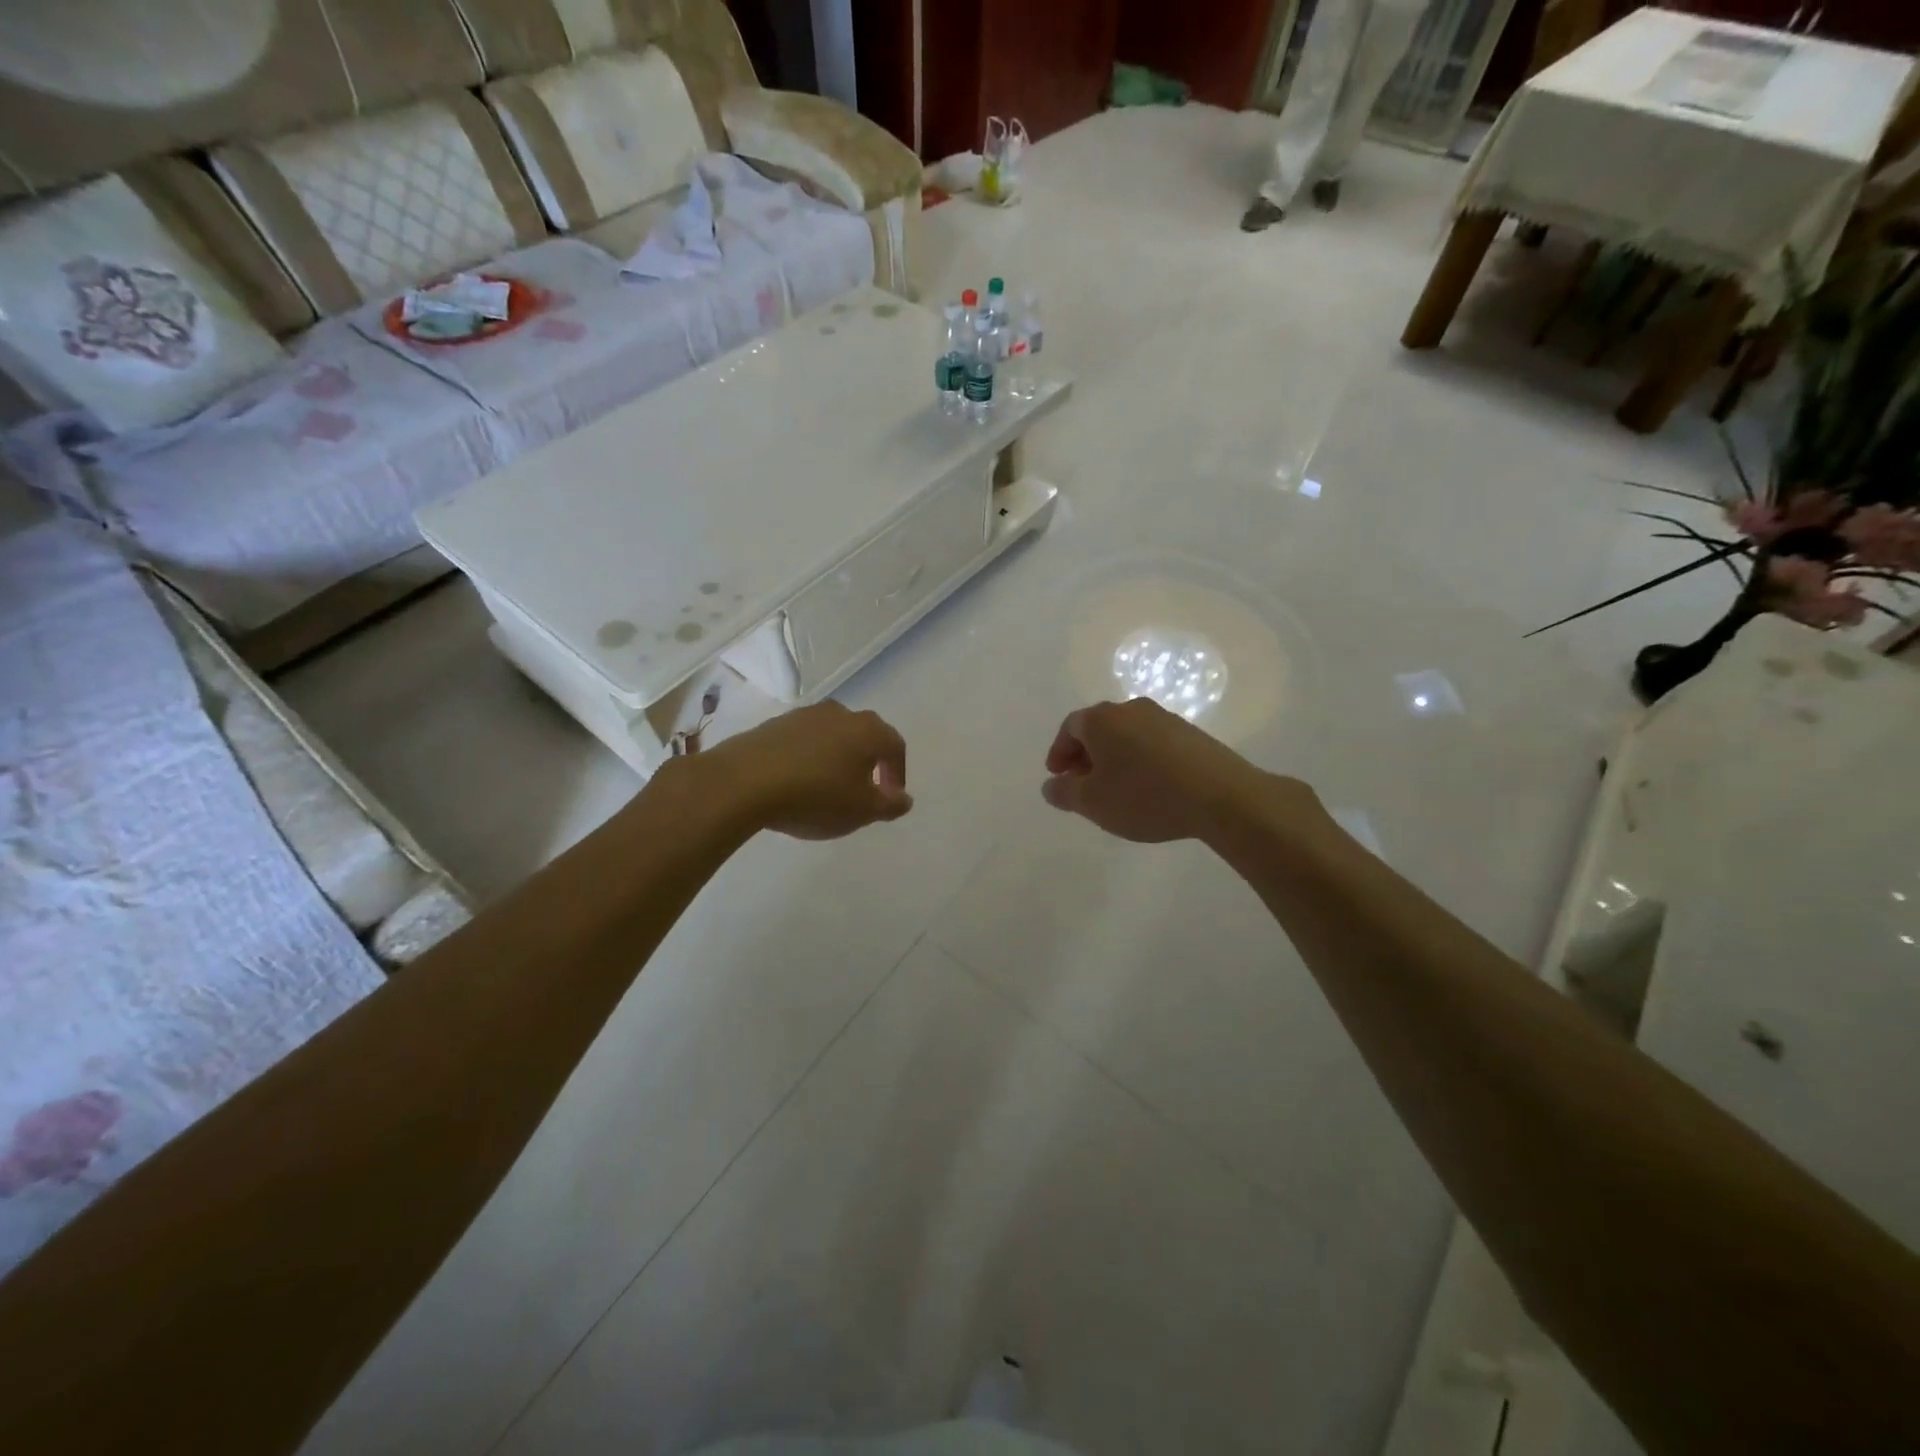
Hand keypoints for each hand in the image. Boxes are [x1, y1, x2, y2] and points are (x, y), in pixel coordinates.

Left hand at [700, 702, 912, 840]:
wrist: (743, 782)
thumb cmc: (815, 796)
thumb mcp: (861, 810)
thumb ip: (889, 804)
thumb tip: (904, 798)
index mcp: (867, 730)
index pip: (895, 746)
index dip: (897, 773)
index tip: (890, 797)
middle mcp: (839, 713)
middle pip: (864, 736)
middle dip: (868, 763)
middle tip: (863, 791)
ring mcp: (803, 715)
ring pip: (832, 736)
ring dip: (837, 759)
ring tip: (828, 789)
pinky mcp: (773, 724)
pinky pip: (803, 741)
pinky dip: (808, 758)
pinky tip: (797, 783)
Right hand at [1042, 698, 1293, 843]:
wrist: (1220, 796)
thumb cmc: (1144, 796)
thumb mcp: (1092, 803)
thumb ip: (1064, 793)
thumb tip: (1051, 785)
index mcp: (1102, 719)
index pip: (1070, 727)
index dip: (1059, 752)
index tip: (1057, 776)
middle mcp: (1132, 709)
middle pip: (1099, 728)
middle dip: (1085, 755)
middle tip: (1082, 784)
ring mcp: (1165, 718)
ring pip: (1127, 735)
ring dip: (1114, 758)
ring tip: (1115, 789)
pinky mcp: (1191, 734)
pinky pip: (1152, 743)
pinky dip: (1140, 760)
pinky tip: (1148, 787)